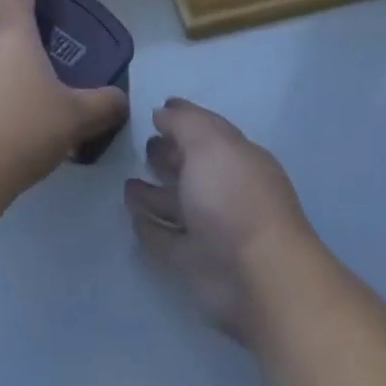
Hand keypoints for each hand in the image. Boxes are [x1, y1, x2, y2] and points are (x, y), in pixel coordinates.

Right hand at [124, 99, 320, 343]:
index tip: (158, 110)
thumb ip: (184, 123)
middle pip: (193, 168)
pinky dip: (151, 229)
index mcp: (237, 158)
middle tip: (144, 146)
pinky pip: (167, 240)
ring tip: (128, 184)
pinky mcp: (196, 262)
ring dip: (154, 195)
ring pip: (178, 206)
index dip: (184, 119)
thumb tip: (163, 111)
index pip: (209, 131)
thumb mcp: (209, 144)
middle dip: (170, 156)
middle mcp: (226, 191)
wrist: (257, 275)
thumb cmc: (234, 197)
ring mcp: (212, 229)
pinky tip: (133, 219)